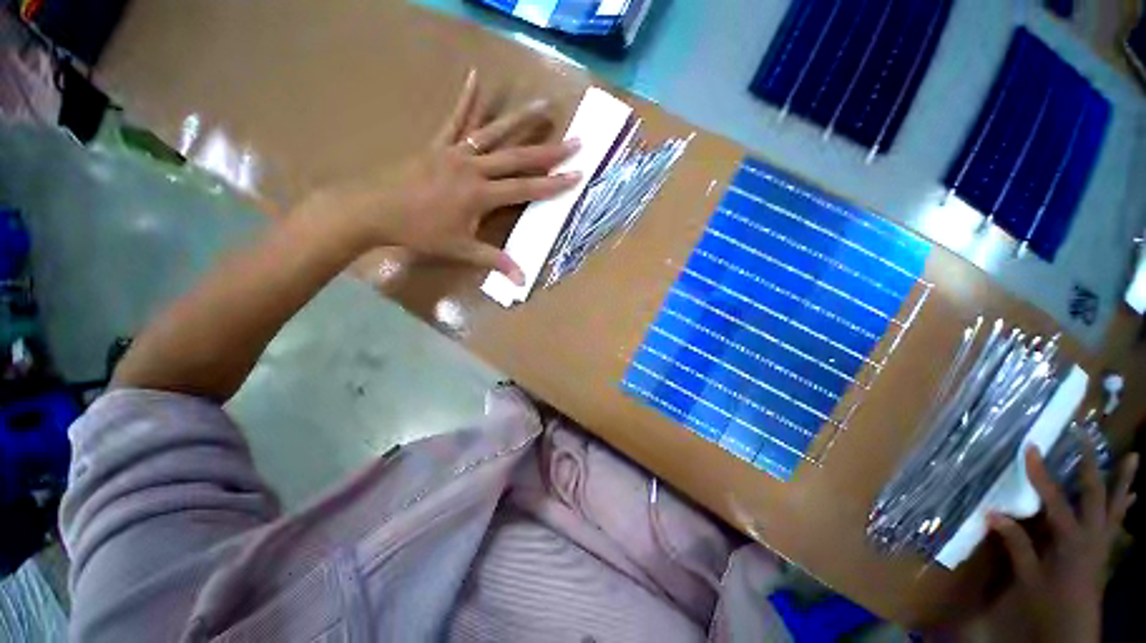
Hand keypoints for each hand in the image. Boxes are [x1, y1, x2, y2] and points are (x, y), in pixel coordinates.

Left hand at [308, 70, 579, 284]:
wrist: (375, 210)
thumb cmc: (420, 233)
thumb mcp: (461, 250)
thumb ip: (495, 261)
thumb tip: (522, 281)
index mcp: (481, 195)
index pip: (526, 188)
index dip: (553, 184)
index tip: (577, 175)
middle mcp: (473, 168)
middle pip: (517, 157)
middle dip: (549, 151)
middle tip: (575, 142)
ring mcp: (455, 152)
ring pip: (493, 132)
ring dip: (520, 119)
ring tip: (543, 105)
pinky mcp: (438, 144)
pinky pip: (454, 118)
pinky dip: (466, 99)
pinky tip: (476, 77)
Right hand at [986, 445, 1137, 642]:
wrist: (1076, 629)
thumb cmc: (1049, 602)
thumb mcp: (1028, 577)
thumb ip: (1016, 544)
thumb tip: (992, 513)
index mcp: (1070, 540)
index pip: (1054, 498)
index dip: (1041, 472)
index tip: (1031, 447)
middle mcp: (1092, 534)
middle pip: (1094, 493)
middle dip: (1090, 463)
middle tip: (1086, 436)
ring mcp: (1104, 541)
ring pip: (1117, 505)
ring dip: (1124, 480)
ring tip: (1134, 456)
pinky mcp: (1106, 548)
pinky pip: (1119, 520)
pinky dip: (1126, 503)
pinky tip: (1134, 493)